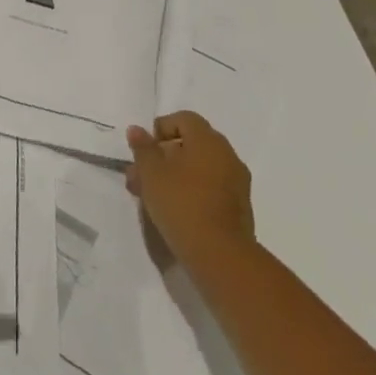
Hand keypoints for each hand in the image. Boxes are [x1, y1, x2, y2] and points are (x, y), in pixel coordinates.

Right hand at [125, 111, 254, 269]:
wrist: (220, 255)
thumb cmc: (181, 204)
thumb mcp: (151, 173)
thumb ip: (143, 148)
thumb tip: (137, 130)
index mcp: (208, 141)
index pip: (184, 119)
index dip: (161, 128)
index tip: (144, 150)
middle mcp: (227, 156)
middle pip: (190, 144)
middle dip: (162, 156)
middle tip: (139, 175)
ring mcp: (236, 183)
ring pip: (198, 168)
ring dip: (172, 175)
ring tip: (149, 195)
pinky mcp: (238, 207)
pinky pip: (209, 187)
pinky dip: (189, 190)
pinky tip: (171, 209)